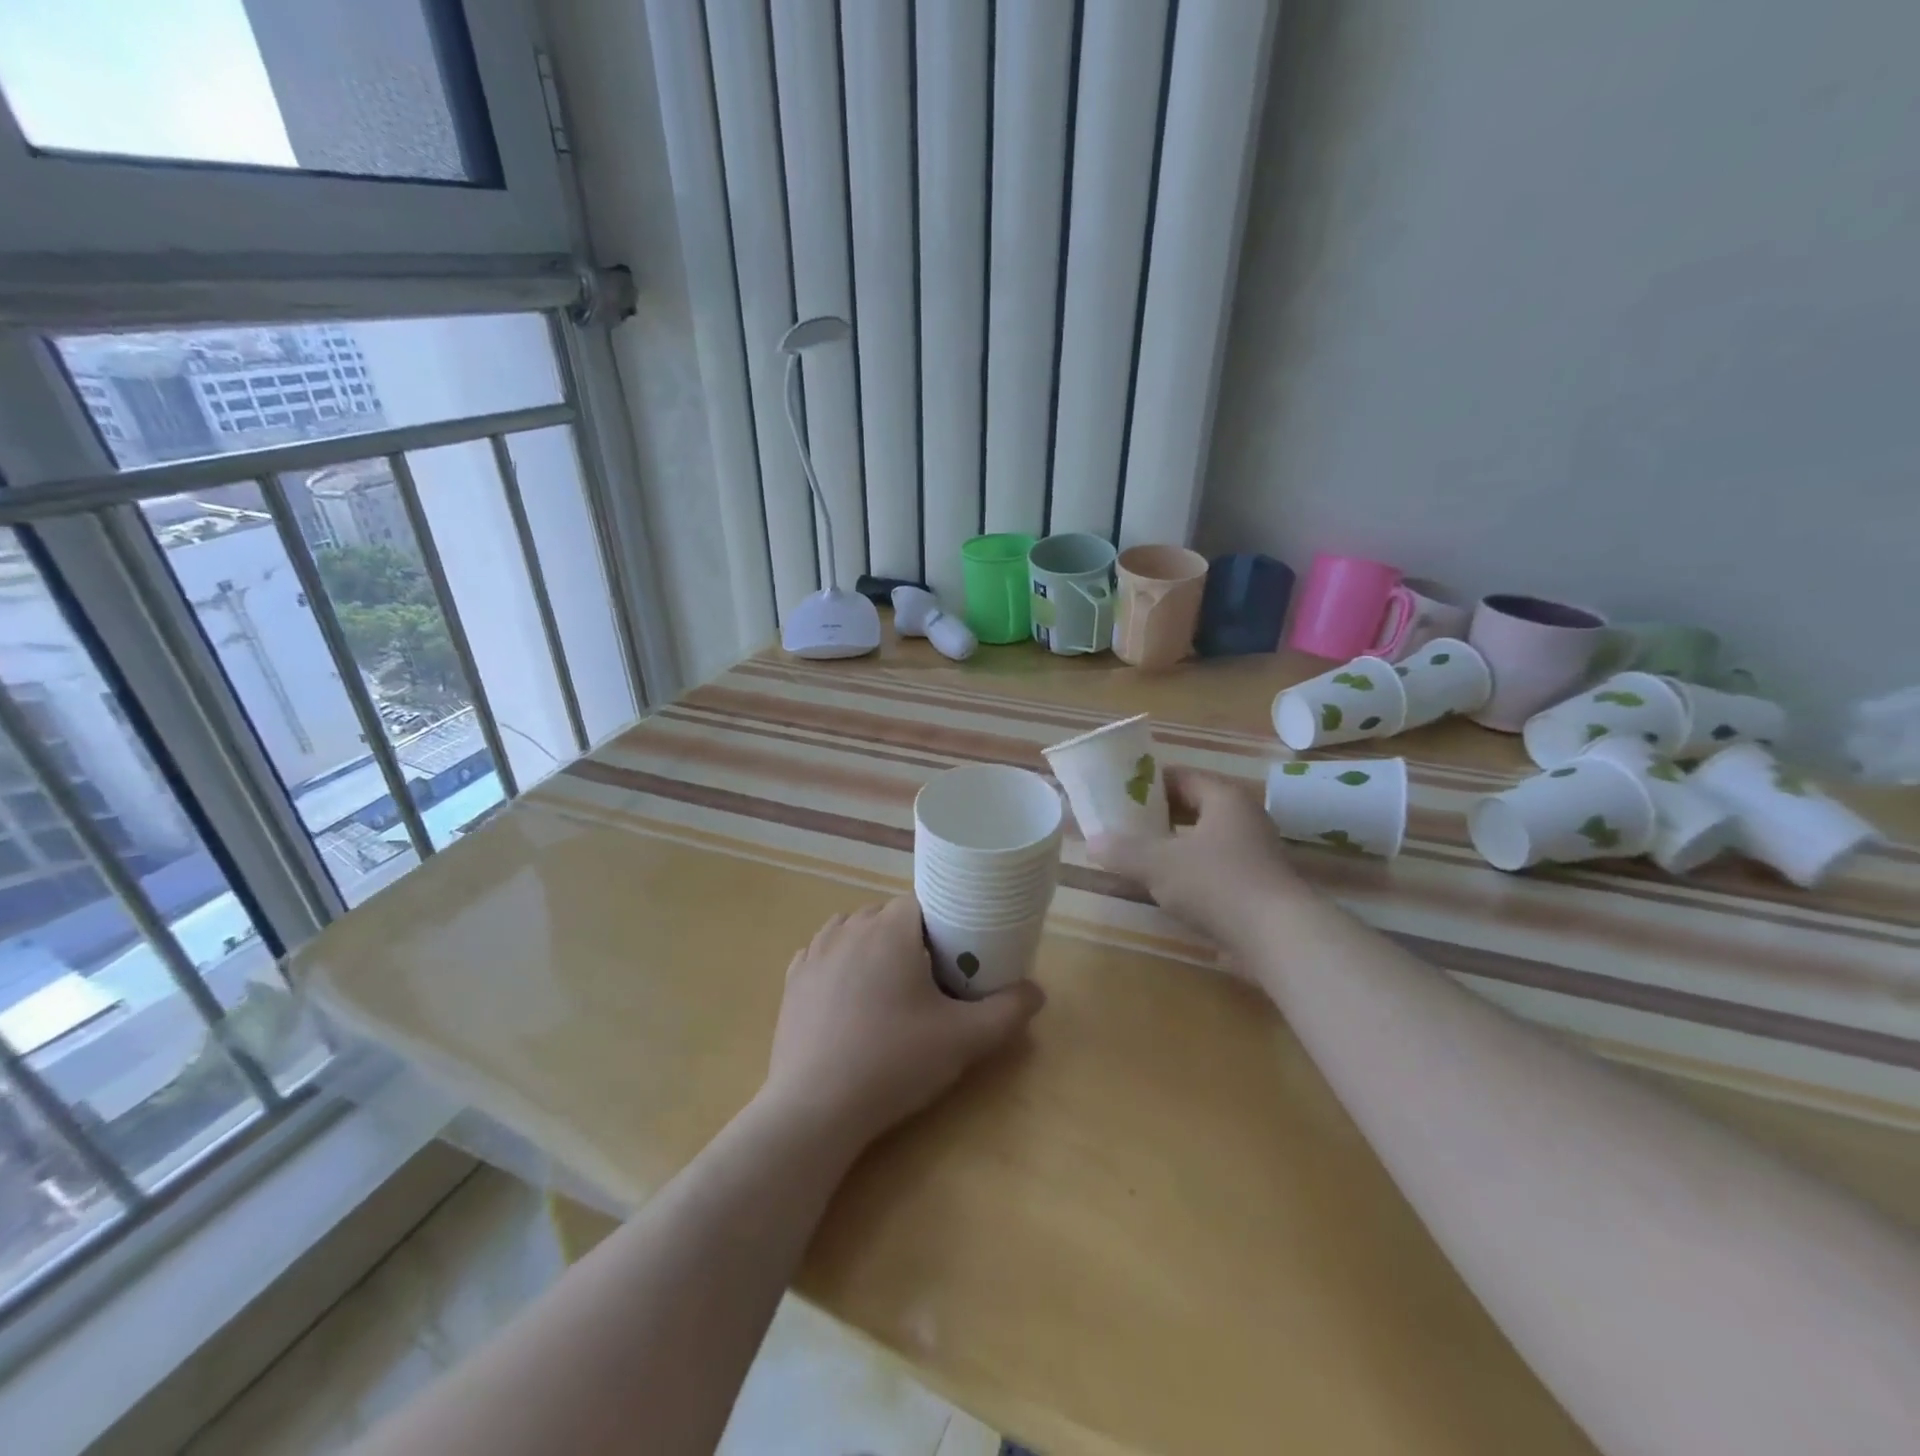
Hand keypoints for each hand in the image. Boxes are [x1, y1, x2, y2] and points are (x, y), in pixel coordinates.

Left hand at [760, 896, 1044, 1152]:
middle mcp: (849, 927)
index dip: (943, 925)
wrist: (815, 1108)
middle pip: (887, 915)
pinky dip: (839, 964)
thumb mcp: (964, 1039)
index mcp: (890, 928)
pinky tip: (850, 997)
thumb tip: (1037, 992)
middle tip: (929, 980)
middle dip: (910, 938)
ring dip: (872, 947)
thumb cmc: (893, 1062)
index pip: (923, 903)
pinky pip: (823, 954)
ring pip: (853, 930)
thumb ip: (1007, 1011)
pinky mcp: (792, 980)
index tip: (955, 958)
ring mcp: (815, 952)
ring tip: (889, 987)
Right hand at [1089, 768, 1299, 946]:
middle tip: (1122, 824)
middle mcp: (1243, 819)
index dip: (1147, 783)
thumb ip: (1123, 850)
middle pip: (1193, 808)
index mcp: (1224, 799)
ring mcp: (1254, 854)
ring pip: (1203, 840)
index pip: (1181, 777)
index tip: (1118, 793)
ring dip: (1172, 846)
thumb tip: (1091, 842)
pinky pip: (1214, 868)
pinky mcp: (1257, 886)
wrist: (1279, 937)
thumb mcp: (1158, 864)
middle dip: (1157, 816)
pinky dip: (1189, 872)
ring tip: (1138, 856)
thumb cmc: (1217, 883)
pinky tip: (1166, 889)